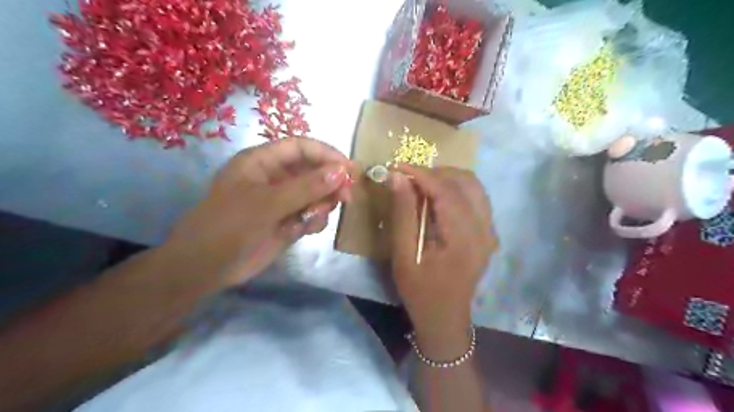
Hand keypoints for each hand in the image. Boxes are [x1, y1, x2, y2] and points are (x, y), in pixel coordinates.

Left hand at [166, 139, 351, 285]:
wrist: (207, 268)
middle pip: (313, 171)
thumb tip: (342, 171)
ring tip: (315, 217)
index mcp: (262, 162)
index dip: (326, 154)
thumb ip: (306, 187)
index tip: (349, 169)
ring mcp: (282, 200)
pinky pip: (311, 214)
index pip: (301, 147)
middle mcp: (275, 177)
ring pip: (315, 194)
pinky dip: (315, 220)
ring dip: (322, 204)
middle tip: (346, 197)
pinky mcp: (287, 221)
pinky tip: (306, 229)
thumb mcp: (267, 203)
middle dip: (330, 183)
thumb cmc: (230, 226)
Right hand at [386, 164, 495, 356]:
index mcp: (463, 239)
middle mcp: (484, 230)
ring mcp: (490, 231)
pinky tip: (438, 198)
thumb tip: (397, 178)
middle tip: (408, 178)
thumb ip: (403, 214)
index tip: (397, 166)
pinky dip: (457, 189)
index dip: (421, 174)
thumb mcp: (403, 255)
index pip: (446, 191)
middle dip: (434, 173)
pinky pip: (477, 198)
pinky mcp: (489, 234)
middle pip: (465, 182)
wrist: (445, 317)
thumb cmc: (419, 290)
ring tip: (421, 185)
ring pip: (474, 186)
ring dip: (447, 178)